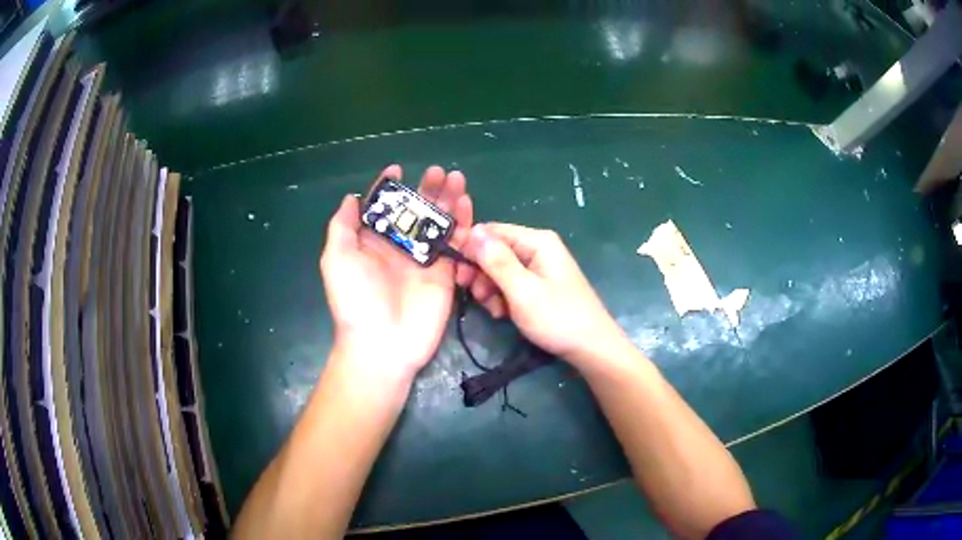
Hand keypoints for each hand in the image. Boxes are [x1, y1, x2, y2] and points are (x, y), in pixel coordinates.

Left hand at [320, 165, 472, 383]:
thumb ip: (343, 225)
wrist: (382, 342)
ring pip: (437, 222)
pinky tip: (466, 204)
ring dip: (446, 199)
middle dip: (425, 188)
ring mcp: (423, 259)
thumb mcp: (337, 258)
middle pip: (414, 211)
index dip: (388, 187)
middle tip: (437, 171)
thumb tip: (351, 197)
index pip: (381, 208)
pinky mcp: (444, 273)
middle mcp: (398, 247)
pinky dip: (462, 223)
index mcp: (371, 242)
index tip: (397, 168)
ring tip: (456, 178)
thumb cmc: (355, 299)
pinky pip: (455, 244)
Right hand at [457, 223, 626, 366]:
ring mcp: (540, 267)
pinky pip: (511, 284)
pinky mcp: (539, 285)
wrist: (591, 348)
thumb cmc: (558, 318)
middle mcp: (538, 248)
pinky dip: (502, 297)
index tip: (457, 273)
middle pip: (495, 251)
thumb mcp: (522, 290)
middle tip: (475, 295)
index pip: (492, 232)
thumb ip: (497, 261)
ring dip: (490, 289)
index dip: (471, 249)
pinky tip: (503, 314)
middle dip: (481, 273)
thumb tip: (473, 231)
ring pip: (500, 270)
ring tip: (494, 310)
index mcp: (537, 241)